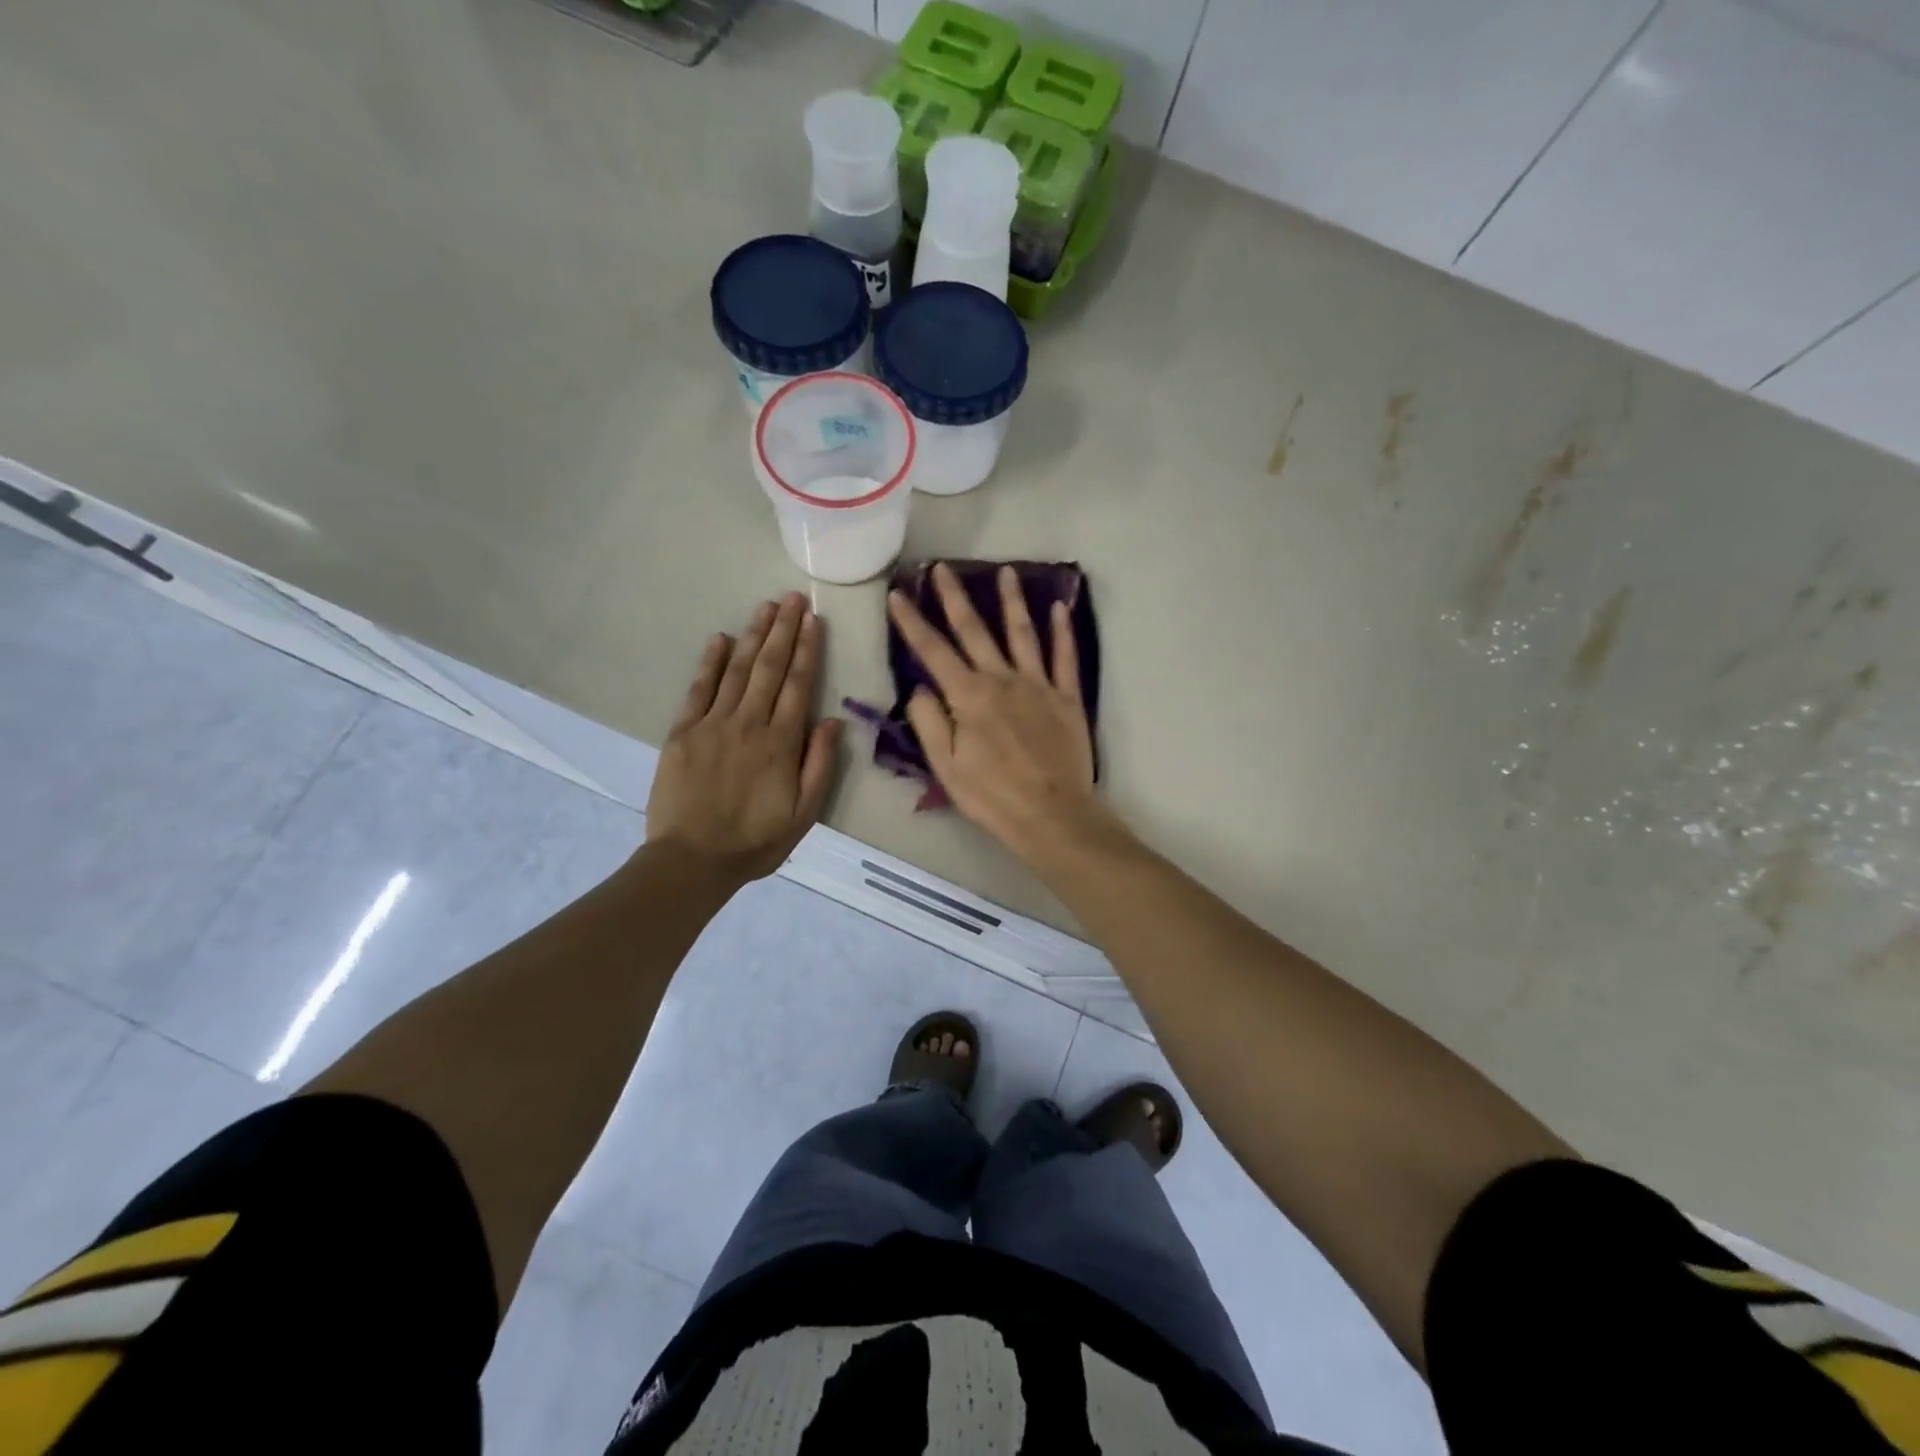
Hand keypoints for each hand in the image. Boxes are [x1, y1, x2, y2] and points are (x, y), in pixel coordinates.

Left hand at [646, 594, 842, 882]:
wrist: (692, 860)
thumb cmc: (756, 841)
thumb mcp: (804, 814)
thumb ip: (820, 765)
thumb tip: (832, 721)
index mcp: (780, 742)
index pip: (798, 685)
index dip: (807, 649)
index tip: (812, 620)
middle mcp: (748, 723)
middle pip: (769, 667)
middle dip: (783, 629)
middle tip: (792, 597)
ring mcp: (712, 724)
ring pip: (737, 670)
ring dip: (753, 636)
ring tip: (766, 607)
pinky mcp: (682, 732)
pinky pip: (699, 689)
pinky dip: (710, 662)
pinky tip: (720, 639)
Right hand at [887, 564, 1116, 864]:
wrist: (1052, 814)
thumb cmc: (992, 795)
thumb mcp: (945, 765)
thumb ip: (929, 721)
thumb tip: (920, 686)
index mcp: (969, 696)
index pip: (933, 651)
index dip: (912, 621)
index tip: (898, 594)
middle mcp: (1002, 679)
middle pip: (975, 630)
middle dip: (955, 597)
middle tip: (943, 568)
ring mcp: (1038, 685)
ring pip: (1023, 633)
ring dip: (1012, 601)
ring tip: (1006, 571)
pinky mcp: (1067, 698)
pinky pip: (1065, 657)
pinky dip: (1062, 631)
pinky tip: (1060, 607)